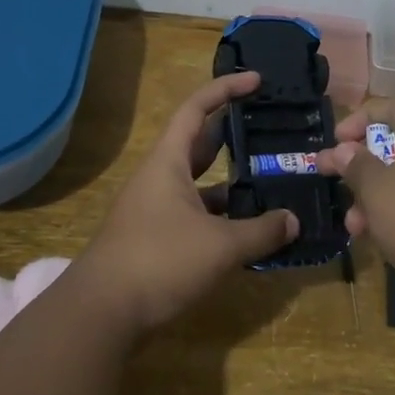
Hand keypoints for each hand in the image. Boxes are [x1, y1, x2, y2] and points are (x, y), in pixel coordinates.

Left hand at [80, 72, 298, 332]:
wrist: (102, 313)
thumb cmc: (160, 261)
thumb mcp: (220, 246)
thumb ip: (261, 231)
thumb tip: (293, 221)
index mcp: (168, 162)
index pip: (196, 109)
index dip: (226, 89)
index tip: (257, 81)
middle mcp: (159, 178)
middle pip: (198, 144)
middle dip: (232, 134)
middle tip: (269, 130)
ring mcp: (154, 209)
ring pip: (199, 184)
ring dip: (230, 182)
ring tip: (269, 182)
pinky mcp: (155, 239)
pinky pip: (195, 214)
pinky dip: (220, 216)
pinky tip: (247, 230)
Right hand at [316, 100, 394, 331]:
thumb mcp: (378, 190)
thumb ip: (357, 166)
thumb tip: (345, 149)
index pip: (391, 108)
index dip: (359, 119)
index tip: (334, 142)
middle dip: (360, 166)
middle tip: (329, 178)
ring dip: (374, 198)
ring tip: (353, 226)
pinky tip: (380, 242)